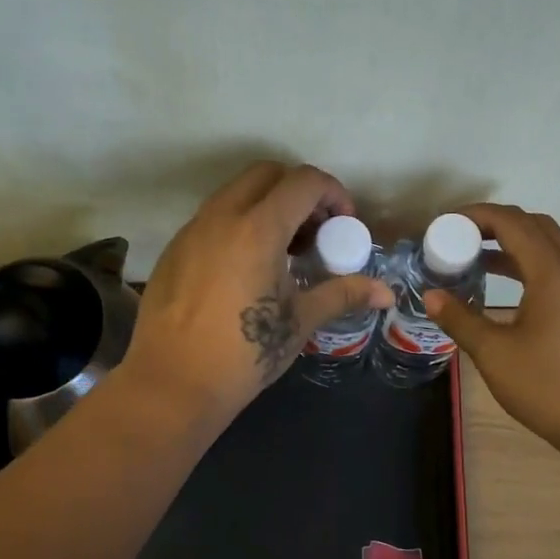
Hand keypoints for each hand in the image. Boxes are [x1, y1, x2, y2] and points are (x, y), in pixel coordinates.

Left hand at [123, 162, 393, 428]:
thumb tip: (386, 294)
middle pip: (267, 173)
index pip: (303, 181)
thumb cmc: (244, 353)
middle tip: (315, 232)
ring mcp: (192, 230)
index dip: (334, 194)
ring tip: (284, 251)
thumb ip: (343, 294)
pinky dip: (239, 223)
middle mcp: (222, 216)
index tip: (344, 226)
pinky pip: (213, 217)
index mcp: (258, 228)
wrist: (172, 385)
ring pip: (236, 192)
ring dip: (268, 205)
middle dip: (299, 191)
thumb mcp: (300, 321)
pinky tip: (247, 268)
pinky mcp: (174, 249)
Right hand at [424, 204, 559, 460]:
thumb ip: (460, 319)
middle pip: (535, 226)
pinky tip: (505, 289)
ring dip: (513, 244)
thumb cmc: (550, 387)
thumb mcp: (495, 354)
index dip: (476, 215)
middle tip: (460, 236)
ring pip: (549, 248)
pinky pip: (557, 270)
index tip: (445, 224)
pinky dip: (528, 265)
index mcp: (553, 274)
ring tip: (475, 258)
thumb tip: (431, 295)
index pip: (512, 222)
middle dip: (495, 223)